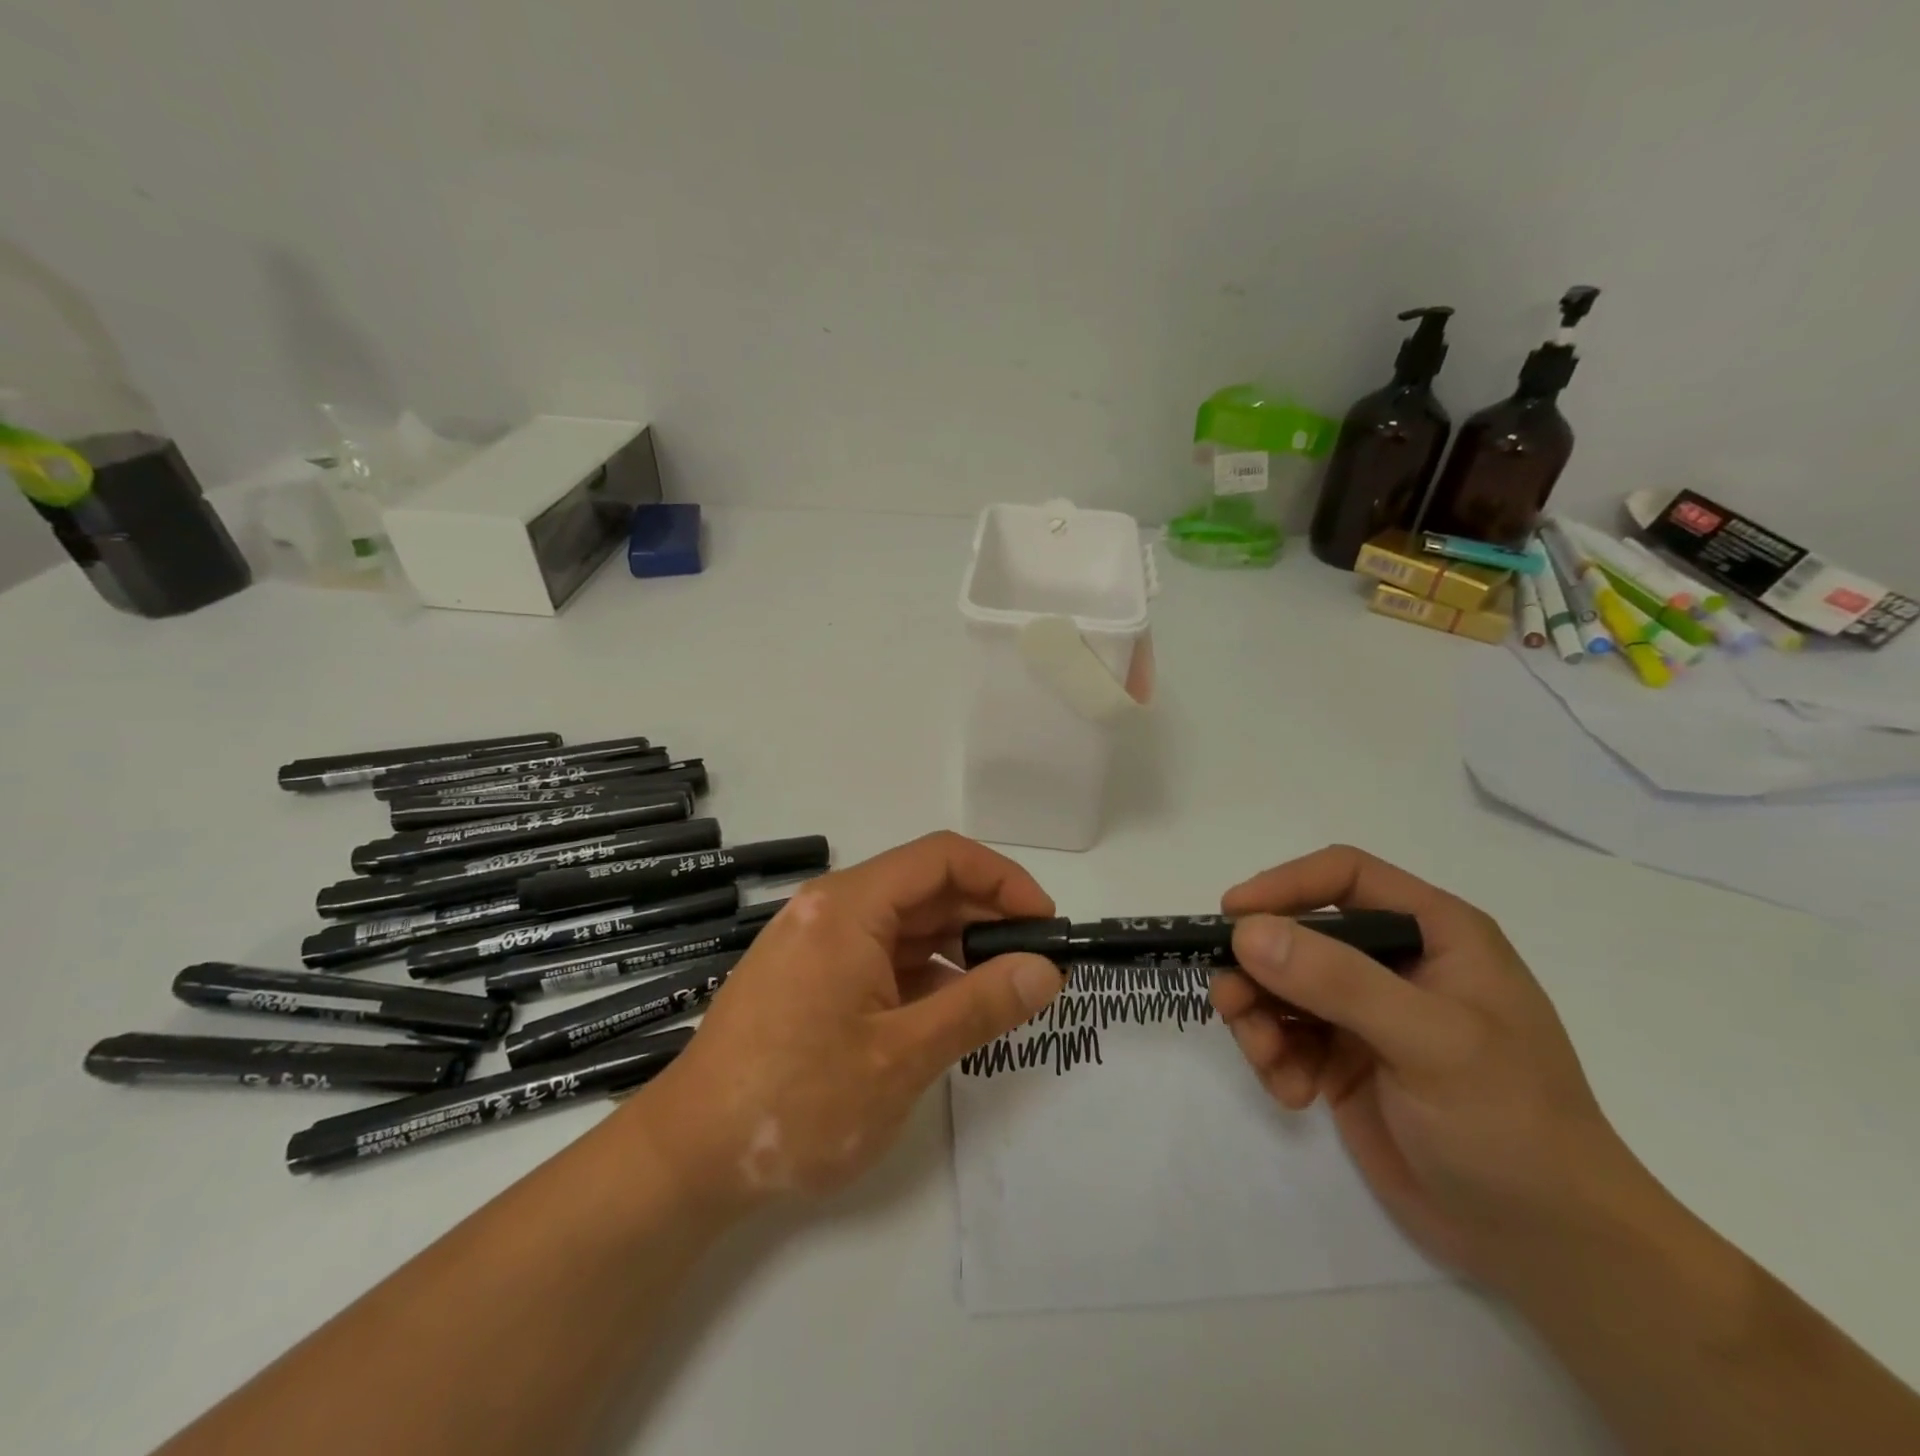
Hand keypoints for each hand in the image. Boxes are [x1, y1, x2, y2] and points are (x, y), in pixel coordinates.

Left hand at [624, 832, 1064, 1210]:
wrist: (690, 1157)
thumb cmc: (798, 1101)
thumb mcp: (903, 1056)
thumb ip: (981, 1005)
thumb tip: (1045, 969)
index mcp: (849, 906)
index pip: (942, 858)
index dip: (1003, 880)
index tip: (1044, 923)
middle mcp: (831, 908)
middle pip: (924, 887)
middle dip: (985, 915)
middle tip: (1035, 962)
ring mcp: (817, 942)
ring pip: (905, 923)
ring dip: (957, 946)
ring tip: (1002, 989)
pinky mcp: (811, 975)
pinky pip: (881, 954)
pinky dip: (923, 972)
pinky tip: (949, 1008)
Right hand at [1212, 845, 1651, 1285]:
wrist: (1547, 1246)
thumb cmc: (1509, 1123)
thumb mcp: (1432, 1042)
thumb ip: (1339, 981)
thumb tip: (1246, 932)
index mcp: (1434, 933)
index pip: (1344, 876)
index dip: (1285, 884)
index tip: (1232, 917)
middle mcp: (1394, 962)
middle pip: (1297, 932)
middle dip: (1258, 967)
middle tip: (1230, 1004)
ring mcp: (1365, 1013)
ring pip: (1279, 984)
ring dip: (1258, 1018)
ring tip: (1270, 1062)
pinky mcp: (1344, 1060)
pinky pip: (1283, 1036)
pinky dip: (1273, 1059)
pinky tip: (1295, 1095)